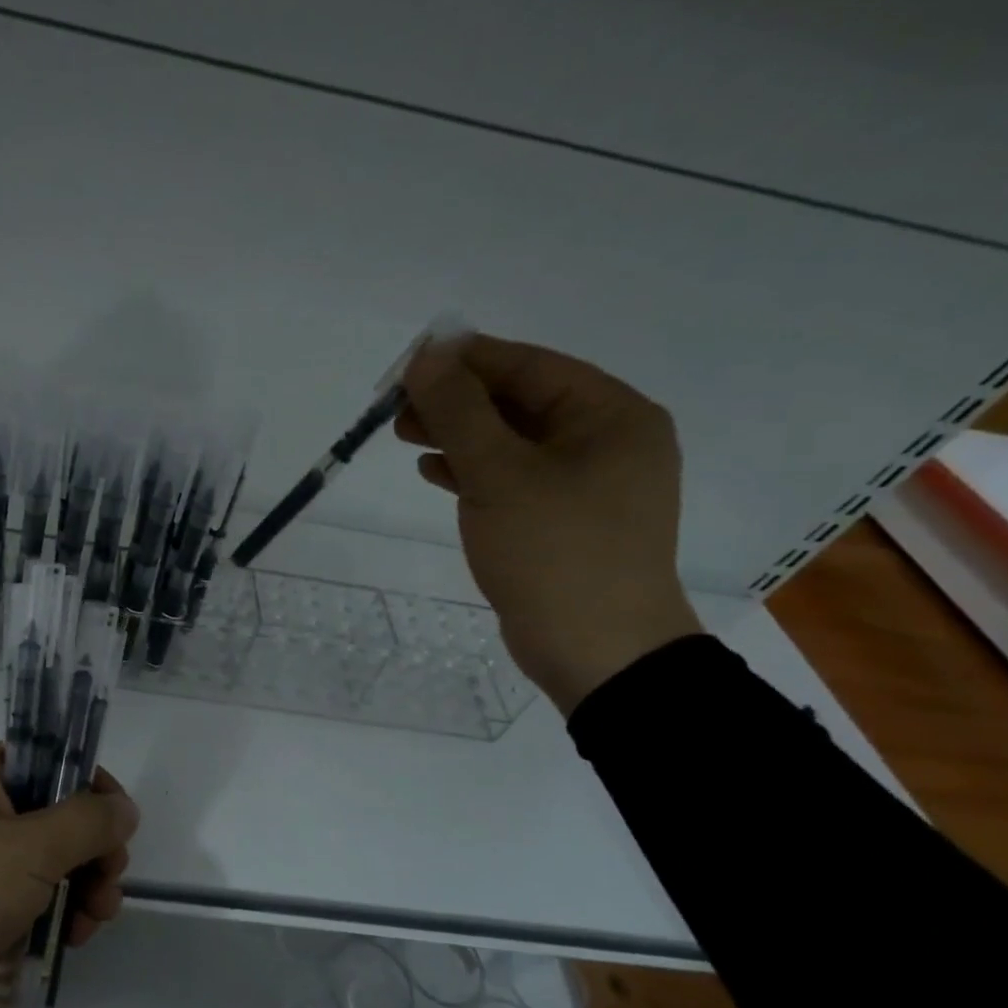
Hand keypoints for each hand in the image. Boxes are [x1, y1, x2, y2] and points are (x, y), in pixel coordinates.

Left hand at [0, 746, 137, 1007]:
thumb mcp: (28, 850)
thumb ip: (87, 822)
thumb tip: (124, 807)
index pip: (46, 758)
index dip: (88, 783)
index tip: (118, 820)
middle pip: (53, 815)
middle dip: (92, 848)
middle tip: (111, 880)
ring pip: (45, 862)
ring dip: (81, 886)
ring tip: (95, 920)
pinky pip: (27, 899)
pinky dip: (54, 914)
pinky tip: (71, 940)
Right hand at [395, 334, 702, 713]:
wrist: (597, 651)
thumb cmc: (554, 552)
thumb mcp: (499, 474)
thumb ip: (459, 411)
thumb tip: (426, 356)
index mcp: (611, 415)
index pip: (528, 366)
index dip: (464, 360)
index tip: (407, 364)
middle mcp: (607, 440)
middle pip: (519, 402)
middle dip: (457, 400)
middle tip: (397, 407)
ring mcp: (587, 484)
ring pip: (512, 442)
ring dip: (459, 435)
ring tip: (405, 436)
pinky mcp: (564, 520)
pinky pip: (514, 478)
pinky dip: (474, 471)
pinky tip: (434, 472)